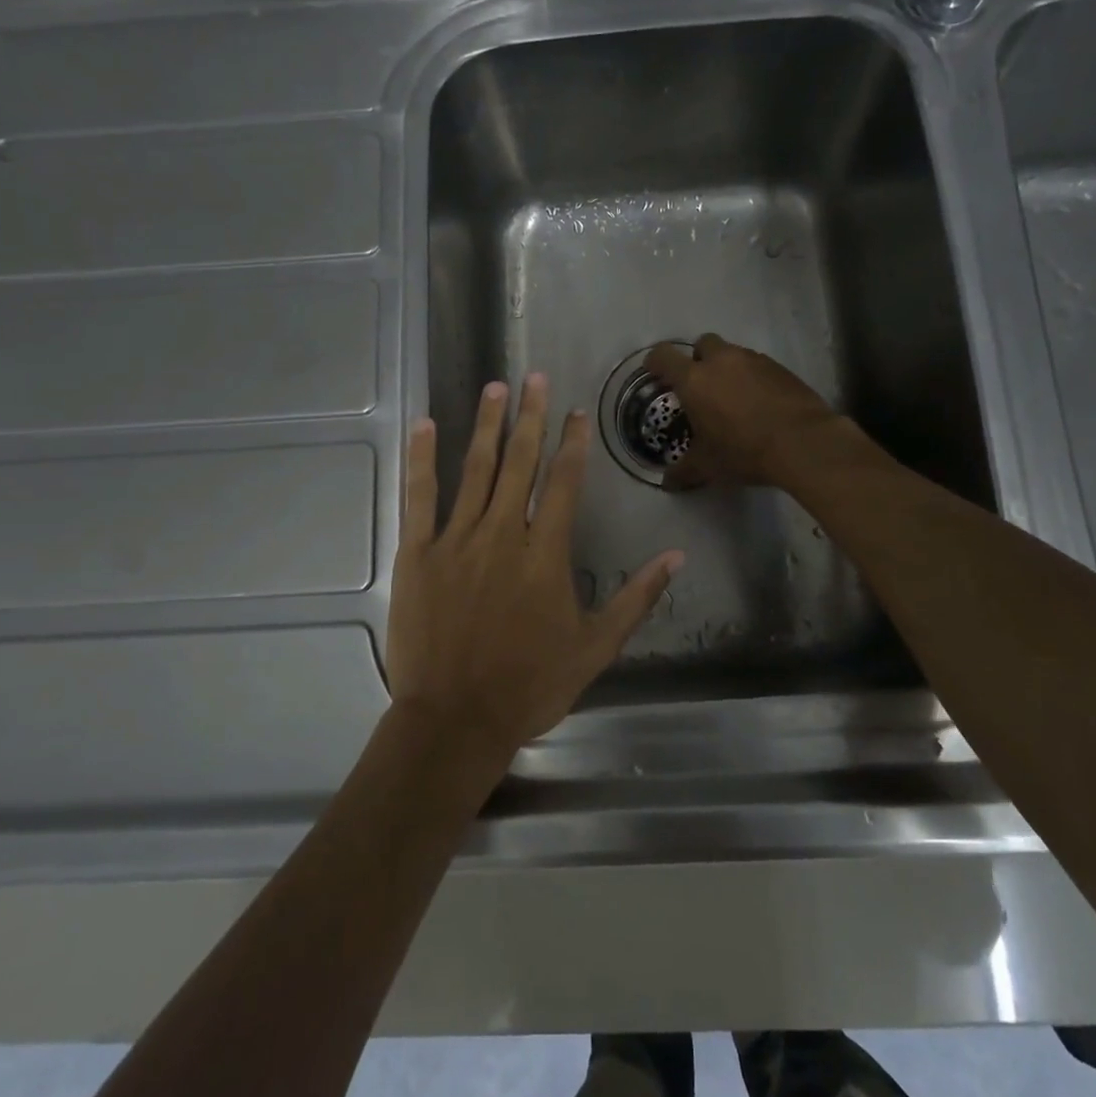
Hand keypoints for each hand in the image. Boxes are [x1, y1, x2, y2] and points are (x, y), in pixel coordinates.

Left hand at [387, 373, 684, 762]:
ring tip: (497, 387)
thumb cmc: (530, 686)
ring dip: (488, 426)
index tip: (576, 411)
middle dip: (531, 417)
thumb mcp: (596, 647)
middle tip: (535, 376)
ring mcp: (456, 540)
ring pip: (476, 470)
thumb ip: (636, 597)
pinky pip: (420, 497)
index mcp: (545, 554)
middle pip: (520, 463)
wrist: (456, 720)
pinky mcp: (418, 553)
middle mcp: (502, 534)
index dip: (572, 443)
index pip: (563, 483)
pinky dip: (423, 459)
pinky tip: (427, 425)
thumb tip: (677, 556)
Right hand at [644, 334, 838, 489]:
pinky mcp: (781, 368)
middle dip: (697, 359)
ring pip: (733, 354)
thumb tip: (667, 482)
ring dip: (728, 369)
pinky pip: (758, 366)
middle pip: (702, 343)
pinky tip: (759, 404)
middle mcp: (722, 361)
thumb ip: (683, 471)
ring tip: (732, 399)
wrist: (803, 443)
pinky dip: (753, 379)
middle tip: (700, 386)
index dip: (655, 362)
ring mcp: (754, 361)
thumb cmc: (743, 451)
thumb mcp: (707, 466)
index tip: (654, 373)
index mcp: (694, 380)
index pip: (664, 356)